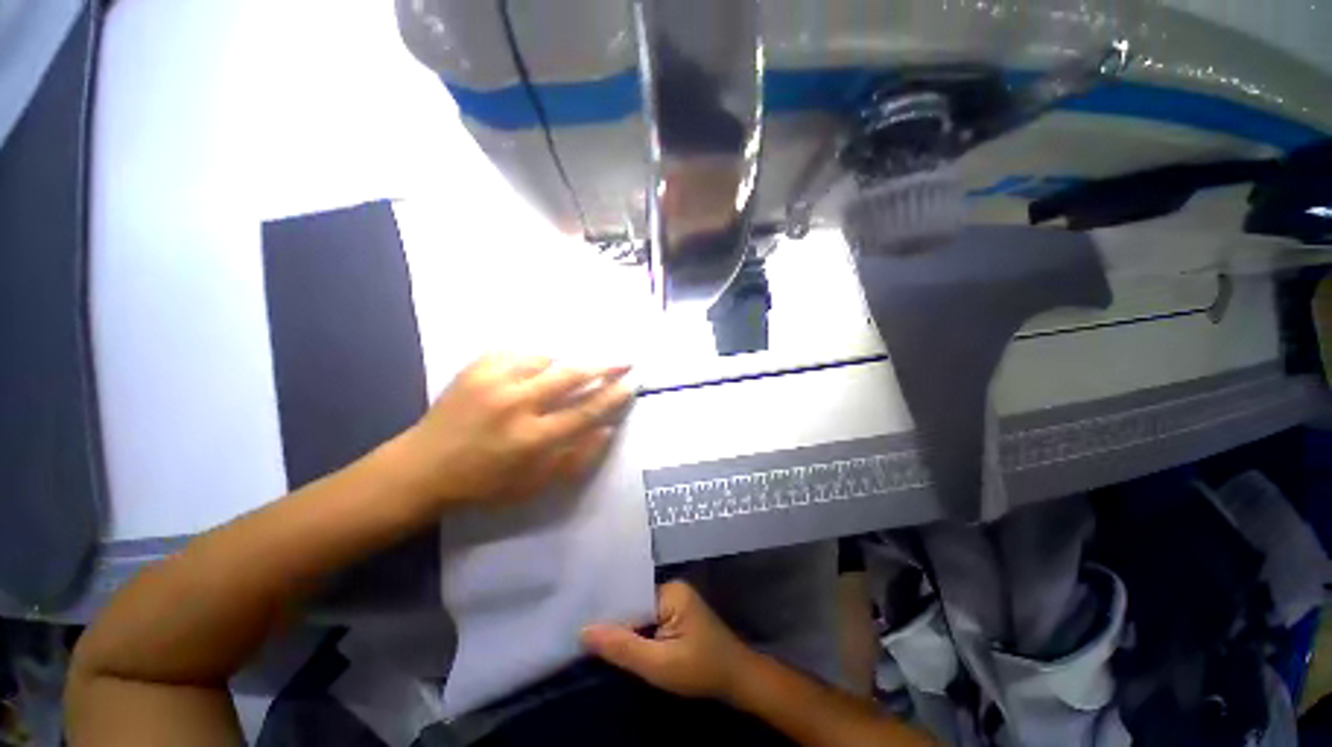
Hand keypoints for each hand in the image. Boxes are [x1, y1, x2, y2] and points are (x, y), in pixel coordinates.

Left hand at [401, 354, 632, 506]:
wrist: (421, 468)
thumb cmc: (483, 484)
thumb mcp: (535, 484)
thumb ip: (577, 457)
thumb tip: (608, 429)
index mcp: (533, 438)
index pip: (587, 410)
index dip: (614, 395)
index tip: (633, 382)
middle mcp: (517, 404)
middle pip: (572, 375)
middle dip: (603, 366)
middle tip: (623, 360)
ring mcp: (494, 381)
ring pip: (547, 358)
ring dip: (565, 364)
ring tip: (569, 373)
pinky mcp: (476, 368)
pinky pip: (519, 352)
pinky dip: (534, 360)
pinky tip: (534, 371)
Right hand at [582, 581, 752, 700]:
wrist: (738, 681)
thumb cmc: (701, 670)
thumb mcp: (659, 664)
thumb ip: (622, 647)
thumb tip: (583, 631)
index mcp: (670, 591)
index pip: (630, 598)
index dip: (607, 614)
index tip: (580, 625)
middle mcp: (672, 589)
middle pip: (634, 605)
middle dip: (615, 624)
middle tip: (583, 638)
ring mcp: (676, 602)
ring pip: (641, 615)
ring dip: (626, 632)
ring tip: (594, 642)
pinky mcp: (677, 616)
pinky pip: (650, 621)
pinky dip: (638, 635)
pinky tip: (622, 647)